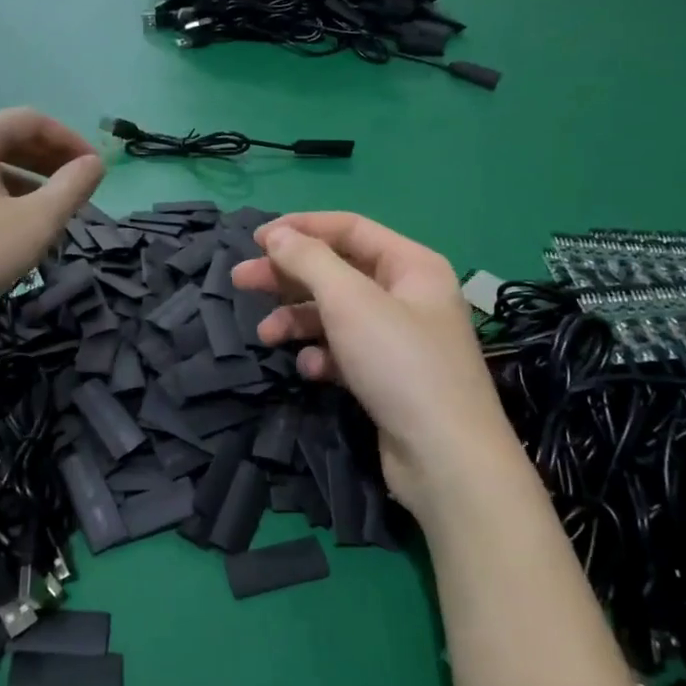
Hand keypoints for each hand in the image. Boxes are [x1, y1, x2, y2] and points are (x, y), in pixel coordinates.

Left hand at [0, 111, 103, 340]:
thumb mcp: (35, 223)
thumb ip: (71, 188)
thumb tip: (94, 164)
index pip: (30, 120)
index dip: (69, 140)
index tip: (94, 168)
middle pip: (4, 138)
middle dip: (46, 159)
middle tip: (75, 186)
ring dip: (22, 179)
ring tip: (47, 209)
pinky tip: (6, 225)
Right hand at [231, 213, 519, 521]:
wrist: (444, 458)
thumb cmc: (399, 363)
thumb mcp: (350, 301)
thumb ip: (309, 260)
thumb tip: (276, 235)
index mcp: (411, 265)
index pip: (349, 228)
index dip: (300, 228)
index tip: (254, 240)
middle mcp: (408, 296)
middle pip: (337, 271)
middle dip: (288, 276)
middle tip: (241, 281)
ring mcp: (398, 339)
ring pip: (336, 315)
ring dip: (298, 320)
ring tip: (266, 334)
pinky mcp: (387, 378)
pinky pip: (345, 352)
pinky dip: (322, 356)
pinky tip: (310, 370)